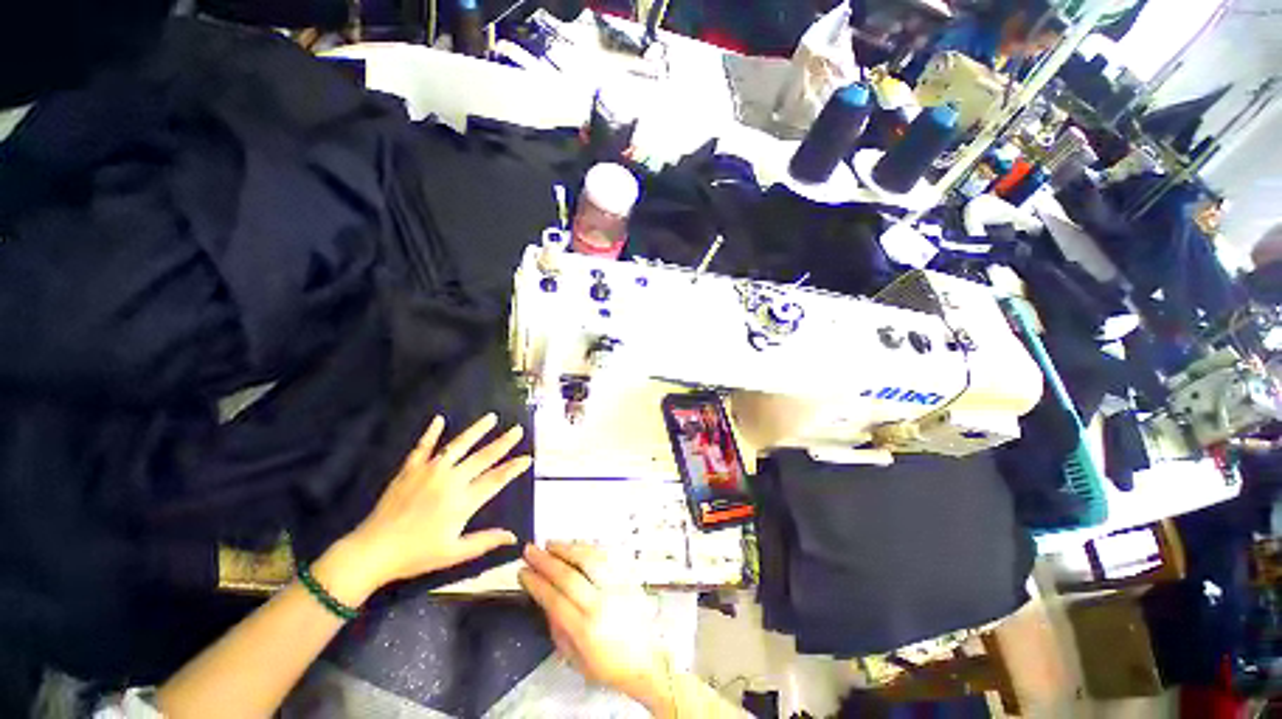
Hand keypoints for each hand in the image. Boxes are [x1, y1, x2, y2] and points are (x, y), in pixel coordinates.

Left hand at [321, 414, 531, 604]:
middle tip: (517, 429)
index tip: (527, 458)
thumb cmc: (416, 554)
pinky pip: (423, 447)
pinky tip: (439, 419)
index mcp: (463, 501)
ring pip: (458, 445)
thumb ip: (485, 542)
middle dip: (503, 443)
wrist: (372, 551)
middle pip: (483, 457)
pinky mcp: (410, 469)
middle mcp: (451, 480)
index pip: (496, 479)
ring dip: (476, 430)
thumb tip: (513, 537)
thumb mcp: (454, 554)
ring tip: (491, 417)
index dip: (513, 468)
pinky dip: (431, 433)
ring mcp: (429, 471)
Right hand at [519, 543, 669, 707]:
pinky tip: (576, 545)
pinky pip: (606, 556)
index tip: (522, 571)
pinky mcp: (627, 577)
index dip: (536, 582)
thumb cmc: (607, 665)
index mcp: (585, 629)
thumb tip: (544, 599)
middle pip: (569, 575)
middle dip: (546, 561)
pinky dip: (588, 547)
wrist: (646, 660)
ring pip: (589, 559)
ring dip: (567, 548)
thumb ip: (557, 629)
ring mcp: (616, 586)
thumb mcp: (575, 659)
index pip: (554, 598)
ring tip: (550, 544)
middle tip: (530, 550)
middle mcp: (601, 603)